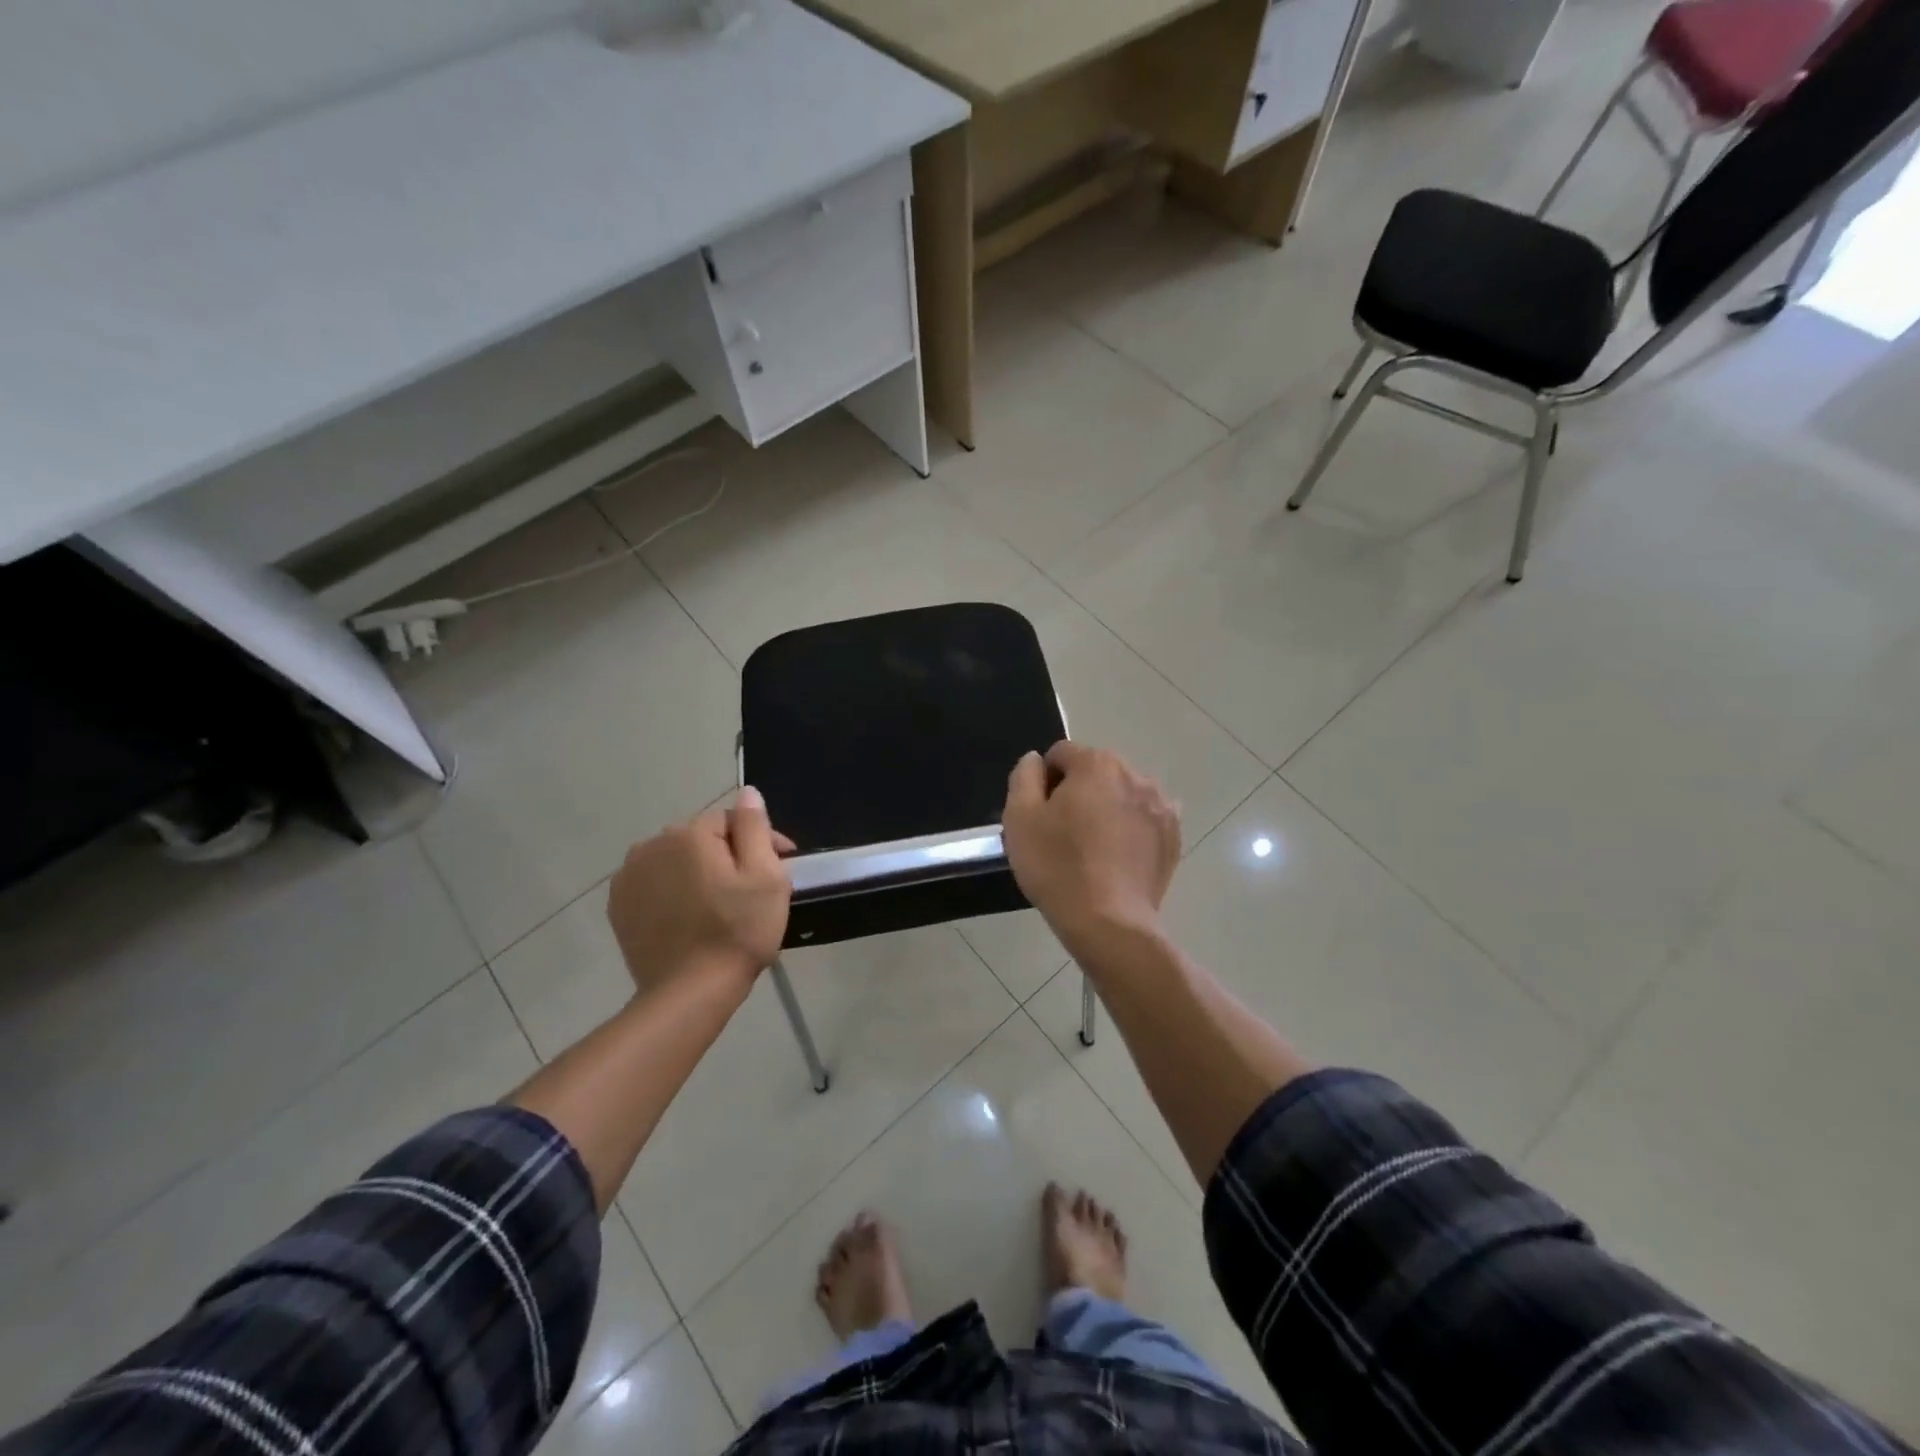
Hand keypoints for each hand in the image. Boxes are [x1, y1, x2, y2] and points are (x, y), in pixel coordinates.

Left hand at [607, 786, 794, 994]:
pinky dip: (673, 891)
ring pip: (676, 860)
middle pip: (702, 839)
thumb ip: (755, 826)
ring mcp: (629, 877)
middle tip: (752, 889)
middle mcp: (652, 845)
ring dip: (698, 871)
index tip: (781, 867)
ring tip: (720, 903)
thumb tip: (747, 791)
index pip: (732, 821)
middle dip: (728, 855)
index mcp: (690, 834)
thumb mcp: (765, 876)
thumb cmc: (738, 931)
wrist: (689, 993)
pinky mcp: (619, 906)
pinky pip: (655, 884)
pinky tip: (690, 915)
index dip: (761, 842)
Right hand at [1002, 742, 1180, 947]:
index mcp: (1096, 764)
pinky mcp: (1174, 835)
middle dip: (1078, 792)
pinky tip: (1118, 858)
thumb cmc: (1057, 866)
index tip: (1041, 815)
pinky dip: (1130, 829)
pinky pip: (1144, 819)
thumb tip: (1036, 760)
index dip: (1045, 782)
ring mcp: (1161, 805)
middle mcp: (1135, 774)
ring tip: (1093, 848)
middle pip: (1095, 771)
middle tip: (1063, 833)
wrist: (1108, 923)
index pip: (1061, 754)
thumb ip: (1024, 777)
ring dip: (1106, 808)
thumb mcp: (1020, 818)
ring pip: (1122, 794)